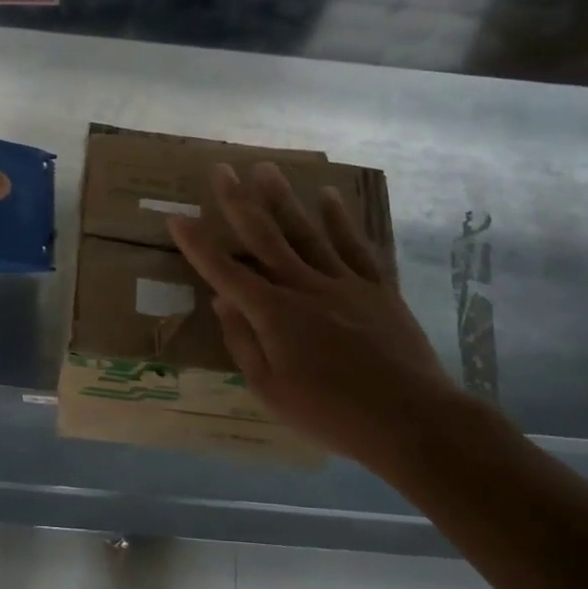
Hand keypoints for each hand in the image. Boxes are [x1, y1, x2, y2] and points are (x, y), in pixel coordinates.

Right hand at [168, 162, 467, 464]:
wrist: (410, 420)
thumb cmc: (331, 414)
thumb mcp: (270, 391)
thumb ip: (242, 342)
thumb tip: (221, 301)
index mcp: (273, 314)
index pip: (225, 272)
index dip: (197, 245)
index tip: (177, 218)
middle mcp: (304, 287)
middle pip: (264, 237)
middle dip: (238, 202)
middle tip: (222, 170)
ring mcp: (343, 283)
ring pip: (306, 232)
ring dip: (283, 199)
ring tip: (266, 169)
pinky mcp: (377, 288)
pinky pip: (354, 246)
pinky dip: (341, 220)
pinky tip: (329, 196)